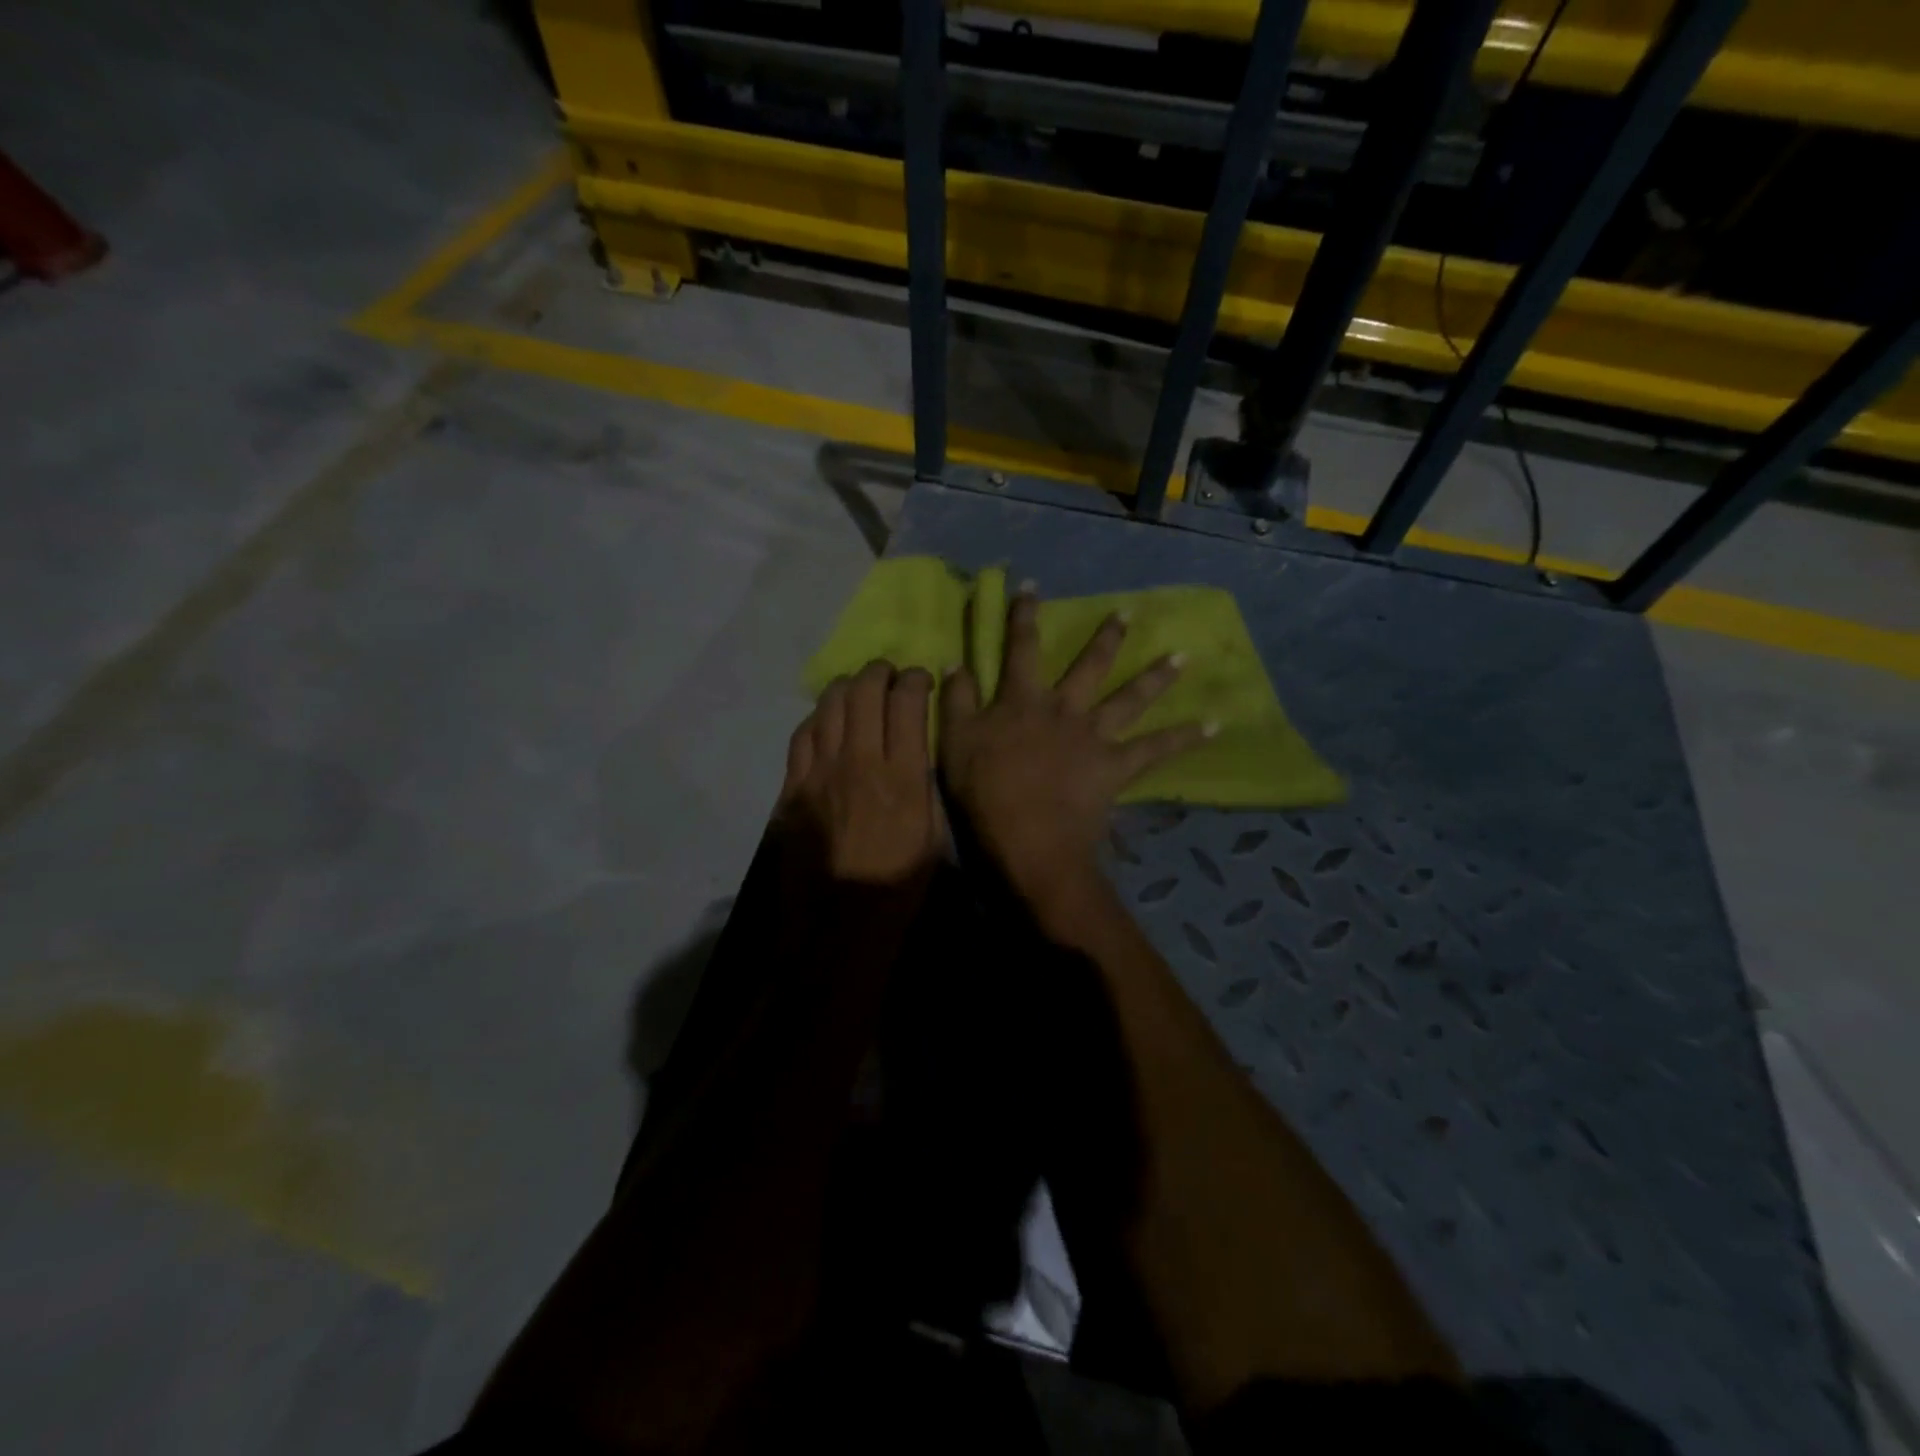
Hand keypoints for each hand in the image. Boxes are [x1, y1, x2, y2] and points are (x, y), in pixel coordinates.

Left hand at [781, 659, 940, 884]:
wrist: (839, 922)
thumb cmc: (898, 885)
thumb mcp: (934, 835)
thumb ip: (925, 784)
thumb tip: (919, 750)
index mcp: (902, 775)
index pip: (907, 702)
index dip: (916, 680)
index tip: (922, 680)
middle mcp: (860, 760)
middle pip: (864, 692)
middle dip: (880, 672)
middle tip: (889, 674)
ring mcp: (820, 772)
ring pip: (828, 705)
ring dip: (846, 687)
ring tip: (856, 688)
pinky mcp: (793, 787)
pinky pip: (802, 735)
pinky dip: (817, 718)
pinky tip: (825, 720)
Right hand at [940, 585, 1210, 923]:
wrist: (1029, 838)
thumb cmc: (986, 792)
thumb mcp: (955, 742)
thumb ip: (955, 700)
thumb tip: (956, 661)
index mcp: (1022, 701)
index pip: (1022, 649)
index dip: (1025, 617)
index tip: (1032, 587)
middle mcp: (1064, 708)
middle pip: (1089, 666)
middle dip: (1107, 638)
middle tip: (1127, 614)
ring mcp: (1094, 736)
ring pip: (1130, 698)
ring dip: (1156, 676)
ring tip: (1183, 657)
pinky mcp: (1116, 766)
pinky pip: (1155, 749)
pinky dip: (1184, 737)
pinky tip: (1213, 725)